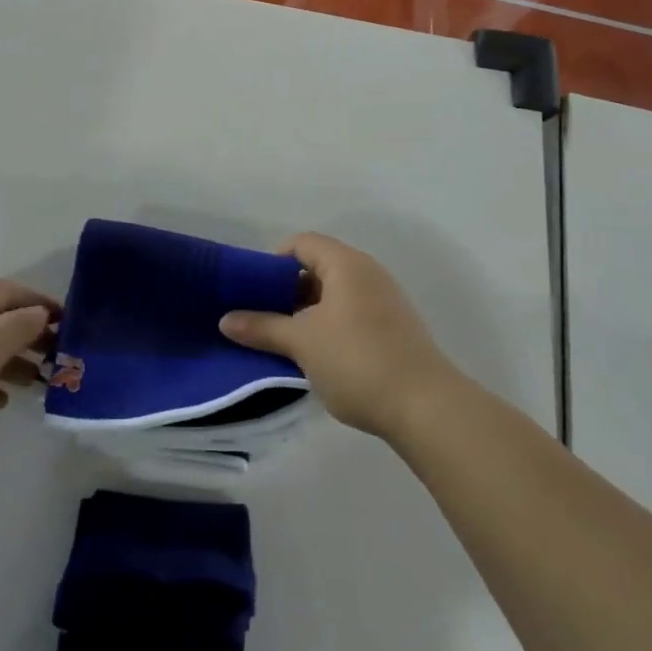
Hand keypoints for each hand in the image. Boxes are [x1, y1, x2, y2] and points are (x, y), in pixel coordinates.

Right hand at [219, 233, 455, 440]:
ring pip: (335, 294)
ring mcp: (385, 301)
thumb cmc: (357, 361)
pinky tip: (316, 356)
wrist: (426, 407)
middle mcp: (368, 273)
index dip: (273, 260)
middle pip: (318, 267)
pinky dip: (329, 326)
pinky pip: (351, 314)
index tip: (252, 289)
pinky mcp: (394, 329)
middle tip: (262, 317)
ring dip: (307, 312)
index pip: (302, 243)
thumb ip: (262, 327)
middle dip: (287, 290)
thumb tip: (226, 320)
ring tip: (284, 340)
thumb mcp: (302, 343)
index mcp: (346, 264)